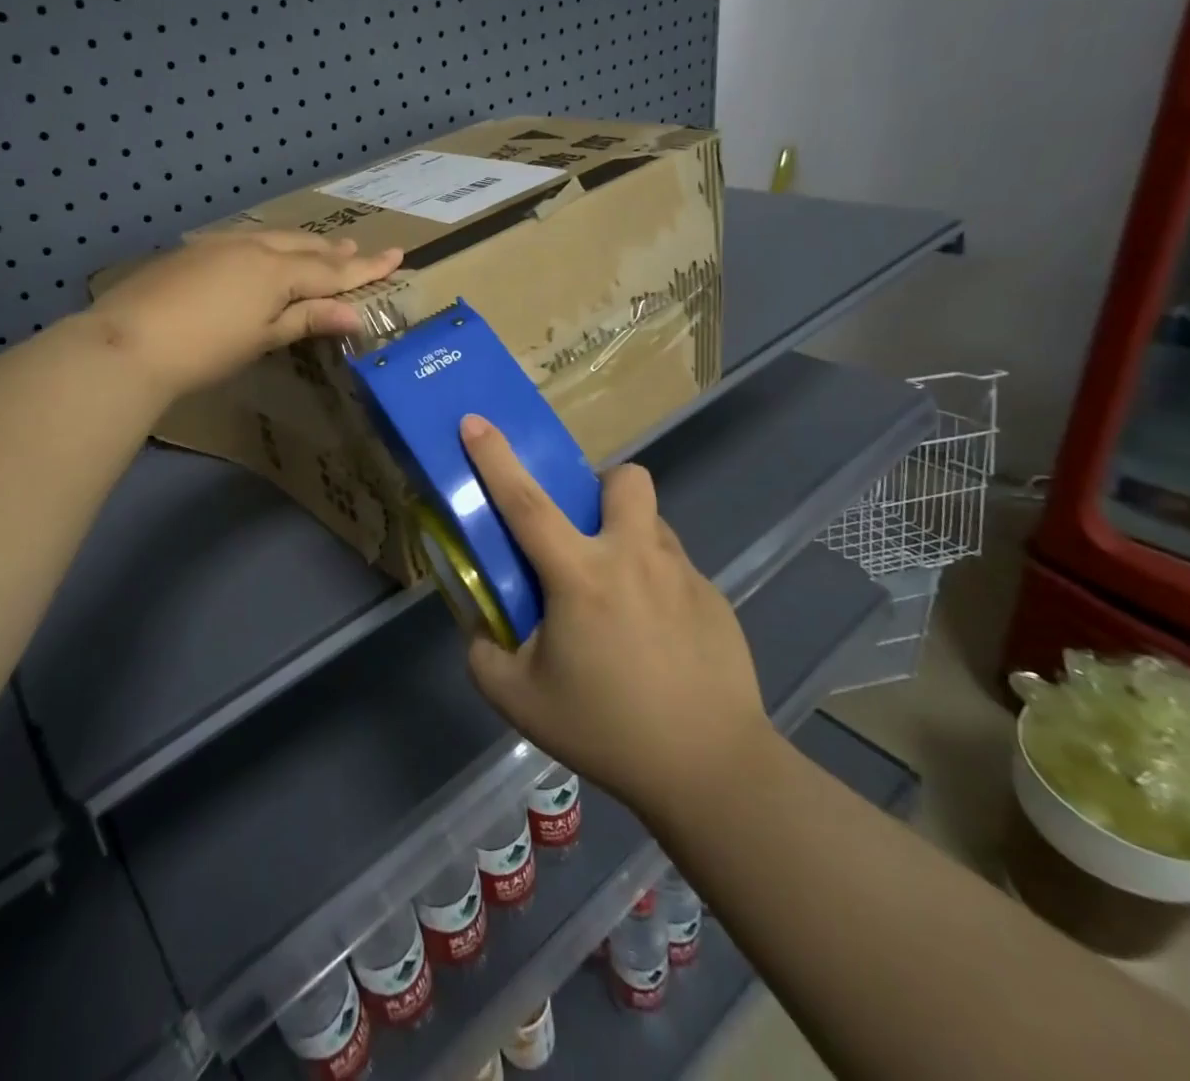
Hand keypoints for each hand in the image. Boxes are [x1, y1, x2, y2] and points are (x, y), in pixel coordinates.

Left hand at [84, 231, 402, 398]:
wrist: (130, 341)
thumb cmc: (206, 349)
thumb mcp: (263, 337)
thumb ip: (308, 318)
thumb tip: (355, 313)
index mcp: (277, 271)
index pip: (333, 270)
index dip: (366, 267)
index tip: (398, 255)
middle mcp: (254, 248)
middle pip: (305, 247)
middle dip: (334, 251)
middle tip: (358, 249)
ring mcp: (220, 245)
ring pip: (274, 238)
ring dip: (302, 244)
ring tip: (321, 246)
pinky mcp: (194, 252)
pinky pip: (247, 241)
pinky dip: (269, 246)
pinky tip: (264, 252)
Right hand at [459, 415, 771, 820]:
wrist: (713, 770)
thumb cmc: (608, 730)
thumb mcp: (521, 702)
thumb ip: (485, 656)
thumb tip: (482, 628)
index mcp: (581, 575)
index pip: (526, 502)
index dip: (495, 457)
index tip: (475, 420)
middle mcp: (634, 557)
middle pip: (624, 479)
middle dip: (600, 488)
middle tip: (586, 536)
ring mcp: (682, 573)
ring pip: (651, 523)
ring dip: (628, 538)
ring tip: (619, 598)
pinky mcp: (714, 597)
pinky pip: (675, 567)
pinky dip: (655, 582)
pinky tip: (656, 638)